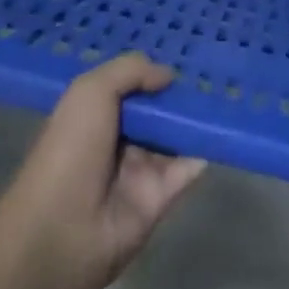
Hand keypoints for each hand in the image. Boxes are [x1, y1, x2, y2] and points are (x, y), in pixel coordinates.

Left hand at [0, 53, 206, 288]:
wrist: (63, 230)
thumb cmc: (71, 150)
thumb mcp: (90, 92)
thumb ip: (130, 71)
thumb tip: (168, 75)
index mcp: (94, 117)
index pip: (129, 89)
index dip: (151, 74)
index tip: (182, 58)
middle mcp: (118, 142)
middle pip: (156, 112)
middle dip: (180, 95)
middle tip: (213, 73)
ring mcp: (141, 171)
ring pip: (176, 137)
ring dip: (197, 119)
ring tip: (225, 95)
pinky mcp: (161, 197)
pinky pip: (189, 168)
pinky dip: (206, 150)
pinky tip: (221, 128)